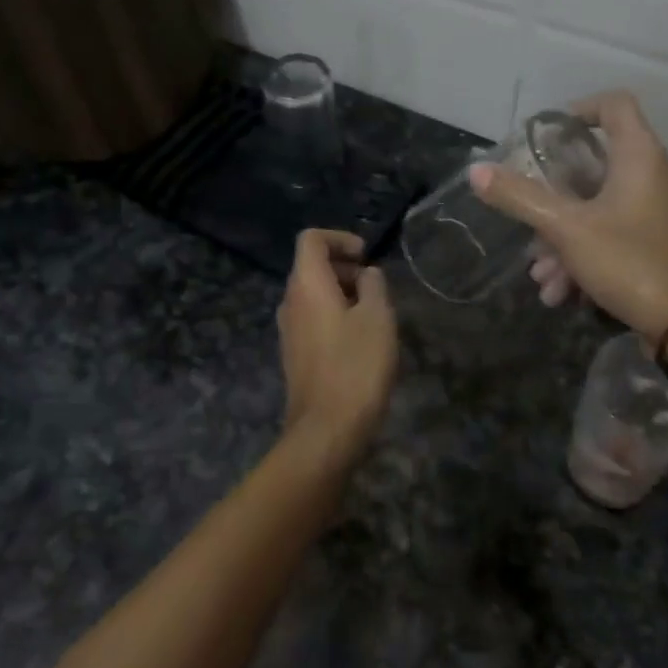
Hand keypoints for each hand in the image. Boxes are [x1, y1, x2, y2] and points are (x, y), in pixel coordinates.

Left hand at [277, 230, 397, 453]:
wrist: (327, 429)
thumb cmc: (356, 365)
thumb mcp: (378, 318)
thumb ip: (374, 286)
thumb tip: (367, 274)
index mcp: (306, 284)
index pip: (311, 239)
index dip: (339, 238)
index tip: (366, 256)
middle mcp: (290, 301)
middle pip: (311, 266)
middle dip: (344, 267)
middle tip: (376, 287)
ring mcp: (288, 329)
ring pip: (313, 294)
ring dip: (342, 293)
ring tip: (374, 314)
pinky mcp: (295, 353)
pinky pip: (312, 318)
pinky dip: (334, 314)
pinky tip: (360, 340)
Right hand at [470, 90, 667, 346]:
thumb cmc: (631, 262)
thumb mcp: (566, 229)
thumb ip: (520, 197)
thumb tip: (476, 170)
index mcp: (640, 156)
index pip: (614, 104)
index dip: (578, 110)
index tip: (545, 137)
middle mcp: (657, 175)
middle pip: (596, 166)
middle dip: (553, 198)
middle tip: (530, 221)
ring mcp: (663, 210)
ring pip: (601, 208)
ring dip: (564, 237)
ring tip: (541, 276)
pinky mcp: (665, 241)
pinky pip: (617, 233)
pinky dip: (587, 253)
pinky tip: (562, 292)